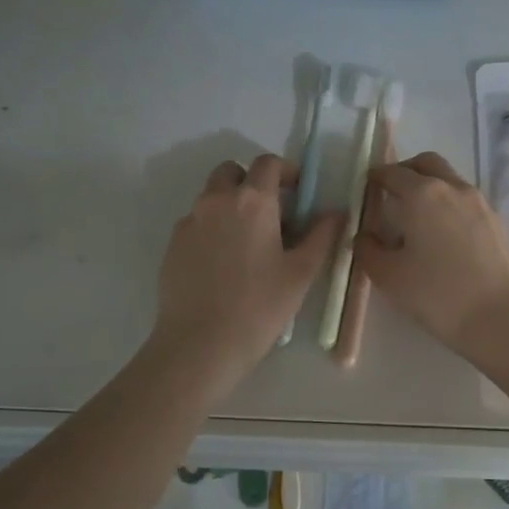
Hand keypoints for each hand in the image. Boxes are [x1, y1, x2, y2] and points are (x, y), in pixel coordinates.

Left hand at [150, 154, 339, 397]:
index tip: (298, 192)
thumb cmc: (259, 307)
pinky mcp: (172, 244)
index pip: (268, 164)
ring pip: (211, 196)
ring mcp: (189, 222)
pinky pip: (196, 223)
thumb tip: (336, 212)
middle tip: (270, 213)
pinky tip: (223, 264)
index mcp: (252, 201)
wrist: (200, 344)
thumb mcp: (301, 272)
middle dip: (251, 182)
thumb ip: (322, 235)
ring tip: (247, 242)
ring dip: (230, 204)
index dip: (286, 171)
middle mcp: (216, 201)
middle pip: (232, 171)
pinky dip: (212, 228)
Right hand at [355, 151, 508, 359]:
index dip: (376, 178)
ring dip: (430, 187)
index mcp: (422, 194)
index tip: (366, 188)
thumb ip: (368, 250)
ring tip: (416, 218)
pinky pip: (465, 201)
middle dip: (406, 170)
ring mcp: (479, 203)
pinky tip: (442, 235)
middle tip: (391, 192)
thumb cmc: (436, 294)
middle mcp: (452, 188)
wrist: (499, 317)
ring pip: (449, 179)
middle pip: (426, 164)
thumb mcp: (388, 276)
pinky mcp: (496, 222)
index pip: (392, 173)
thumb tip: (364, 236)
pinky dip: (449, 204)